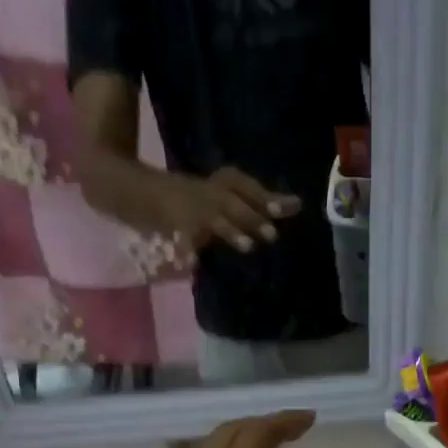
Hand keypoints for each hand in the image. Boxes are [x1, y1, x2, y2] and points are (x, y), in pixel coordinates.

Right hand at [158, 168, 302, 254]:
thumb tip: (297, 205)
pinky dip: (185, 250)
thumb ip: (263, 203)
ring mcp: (193, 210)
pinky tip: (190, 263)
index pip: (247, 186)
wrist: (150, 192)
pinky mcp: (176, 226)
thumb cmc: (205, 198)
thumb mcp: (232, 196)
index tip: (288, 208)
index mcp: (225, 184)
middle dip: (253, 218)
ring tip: (248, 246)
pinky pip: (182, 239)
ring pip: (216, 221)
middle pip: (235, 204)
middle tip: (272, 235)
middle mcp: (212, 193)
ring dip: (232, 232)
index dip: (266, 197)